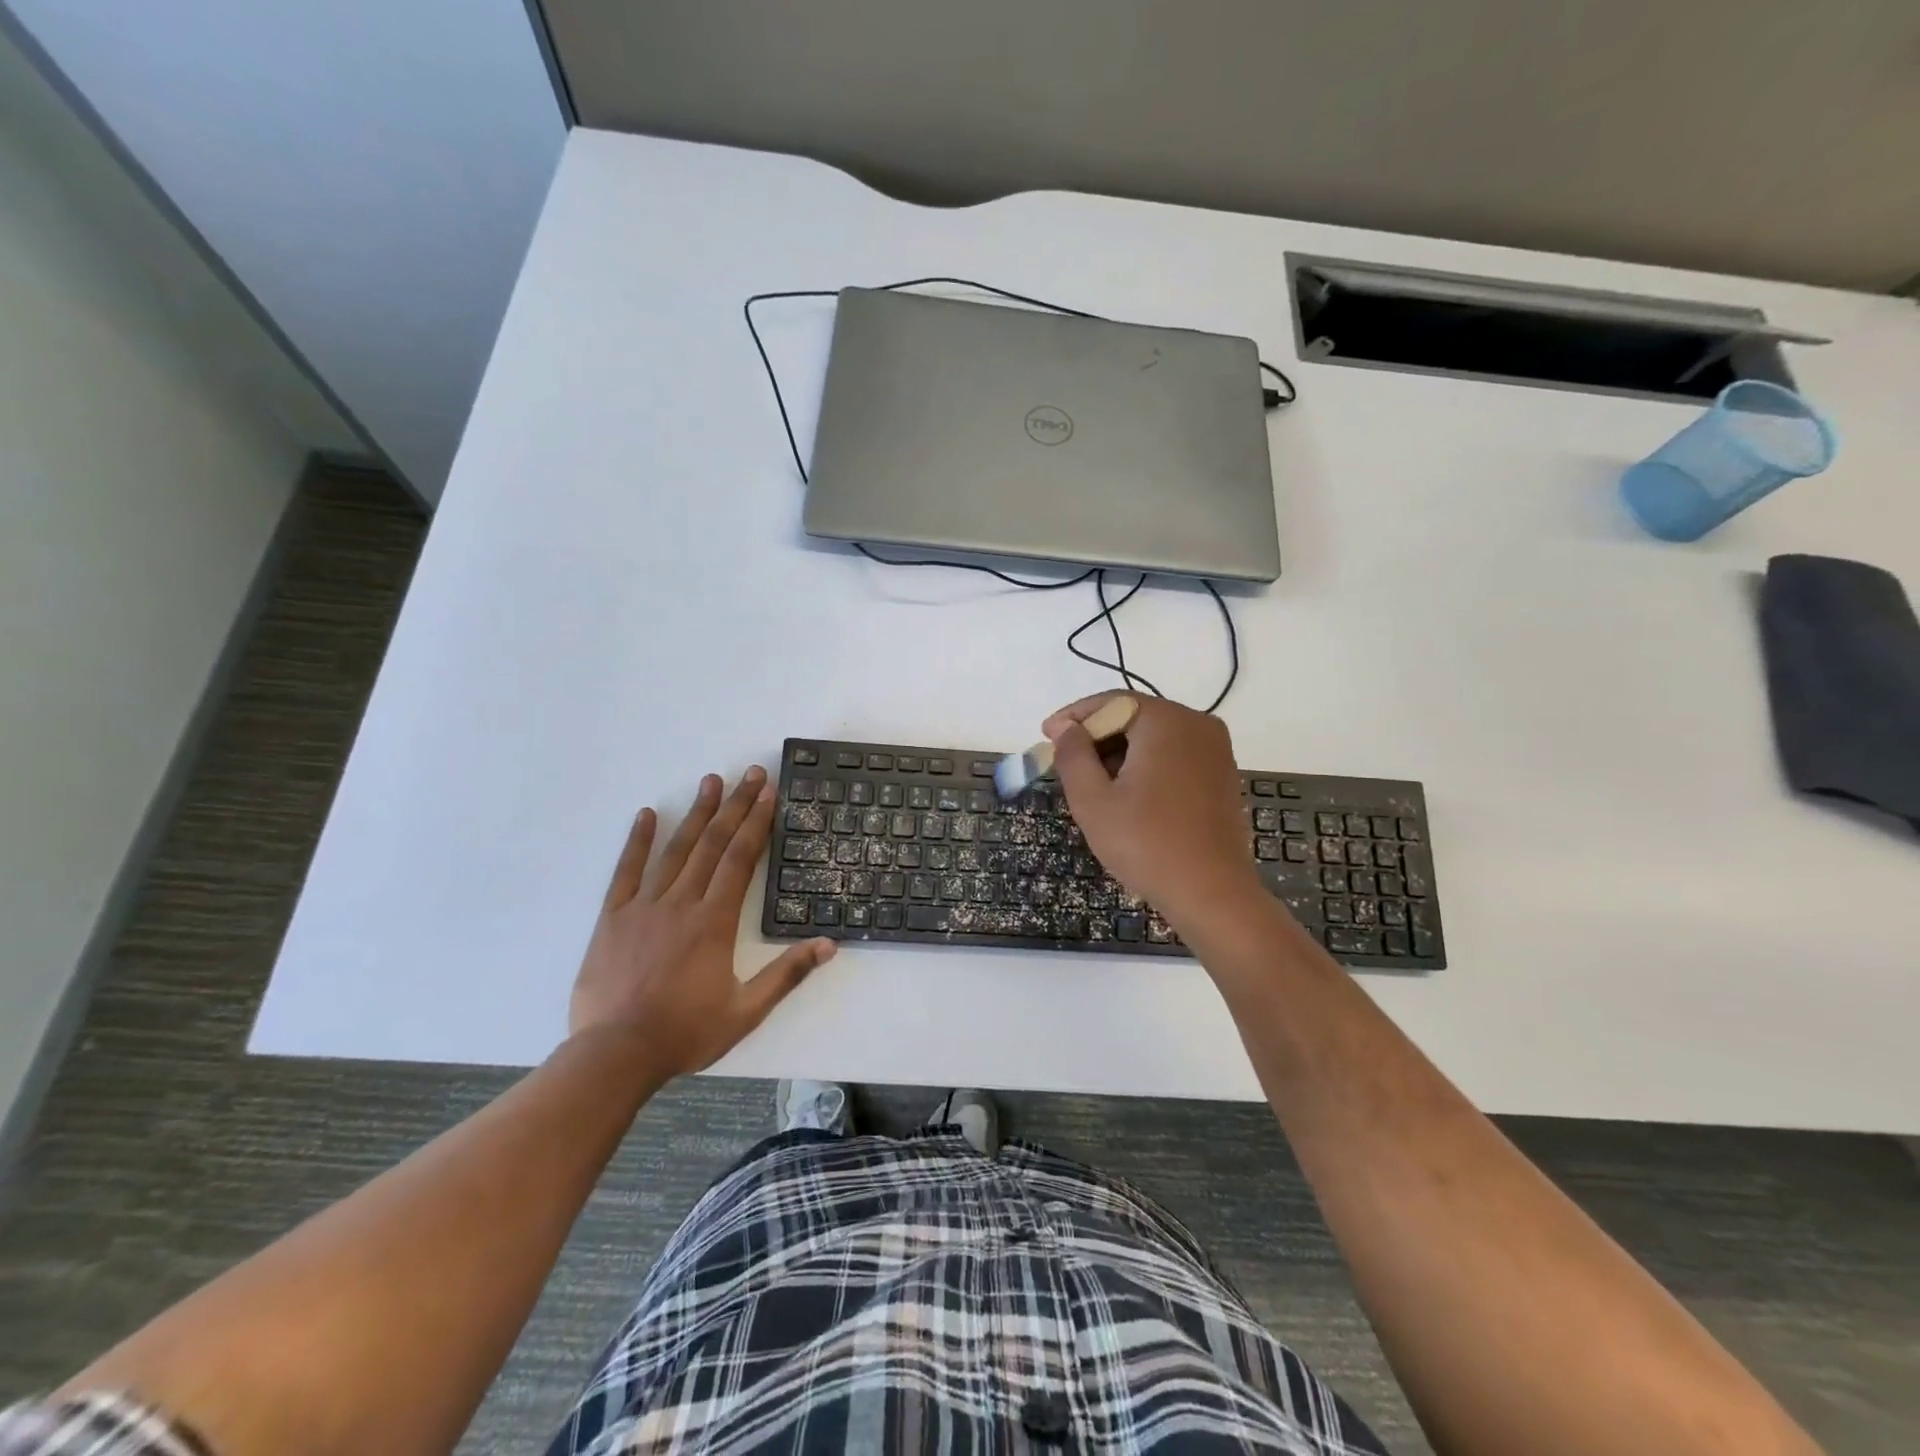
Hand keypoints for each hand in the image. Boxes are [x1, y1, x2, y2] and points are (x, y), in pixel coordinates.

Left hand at [569, 768, 834, 1077]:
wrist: (615, 1055)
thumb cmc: (685, 1033)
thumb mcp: (746, 1010)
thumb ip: (787, 974)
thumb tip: (829, 945)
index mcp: (714, 922)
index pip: (740, 859)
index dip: (756, 823)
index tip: (769, 793)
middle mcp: (681, 903)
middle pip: (713, 844)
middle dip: (735, 806)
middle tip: (750, 773)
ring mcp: (644, 907)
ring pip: (675, 850)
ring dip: (696, 813)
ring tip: (711, 781)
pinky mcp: (613, 918)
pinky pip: (626, 871)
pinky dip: (637, 841)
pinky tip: (648, 814)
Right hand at [1045, 693, 1263, 928]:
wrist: (1212, 894)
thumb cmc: (1146, 844)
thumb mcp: (1093, 800)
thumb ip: (1073, 755)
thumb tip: (1066, 728)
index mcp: (1166, 721)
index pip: (1110, 703)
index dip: (1073, 717)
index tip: (1046, 735)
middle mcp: (1197, 724)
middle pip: (1134, 717)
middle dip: (1096, 737)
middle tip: (1065, 763)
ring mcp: (1216, 749)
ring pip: (1154, 737)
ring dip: (1120, 753)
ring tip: (1092, 783)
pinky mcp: (1222, 774)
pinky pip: (1175, 755)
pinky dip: (1146, 765)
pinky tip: (1127, 794)